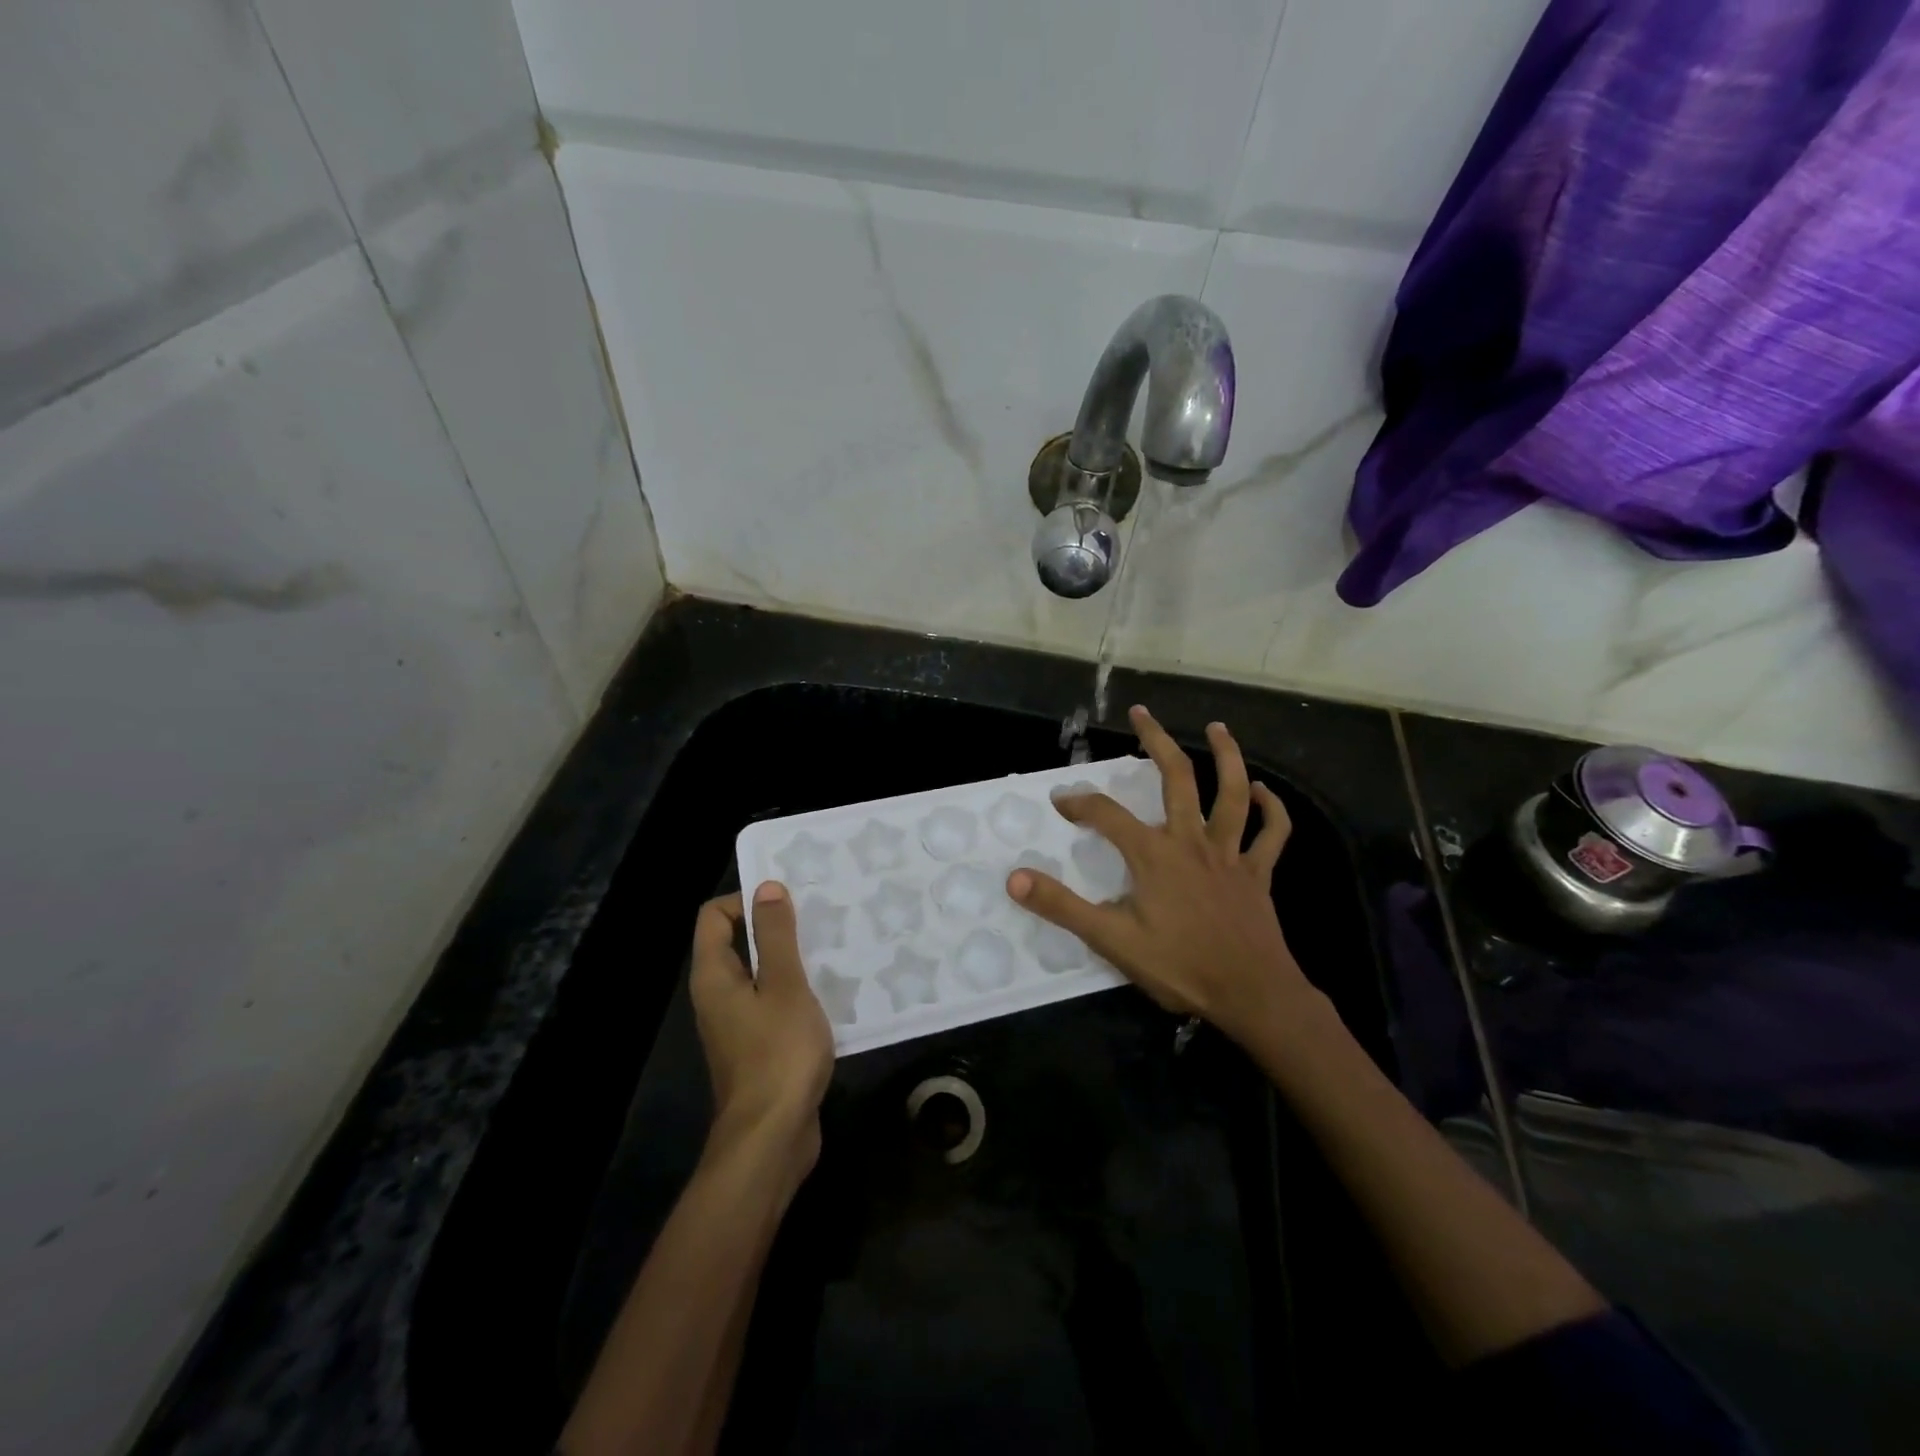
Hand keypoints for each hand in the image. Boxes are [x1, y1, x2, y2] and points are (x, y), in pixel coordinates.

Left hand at [690, 884, 834, 1180]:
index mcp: (714, 976)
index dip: (746, 899)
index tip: (789, 900)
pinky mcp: (759, 1046)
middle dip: (775, 926)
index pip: (714, 916)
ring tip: (832, 945)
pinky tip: (832, 990)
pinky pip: (774, 1002)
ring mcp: (738, 1024)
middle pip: (738, 942)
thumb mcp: (784, 985)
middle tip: (818, 915)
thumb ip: (775, 935)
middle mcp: (718, 996)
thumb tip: (766, 887)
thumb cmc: (777, 1053)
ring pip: (760, 974)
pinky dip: (797, 990)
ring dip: (791, 958)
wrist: (773, 1137)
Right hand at [1007, 706, 1313, 1047]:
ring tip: (1217, 727)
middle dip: (1157, 742)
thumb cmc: (1181, 967)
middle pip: (1176, 778)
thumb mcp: (1112, 940)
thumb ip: (1063, 906)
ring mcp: (1230, 854)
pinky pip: (1271, 834)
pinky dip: (1271, 809)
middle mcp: (1192, 841)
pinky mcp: (1257, 873)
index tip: (1060, 801)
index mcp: (1154, 855)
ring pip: (1231, 793)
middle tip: (1142, 713)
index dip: (1079, 803)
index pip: (1107, 815)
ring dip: (1227, 756)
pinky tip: (1262, 790)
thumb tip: (1015, 879)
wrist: (1252, 995)